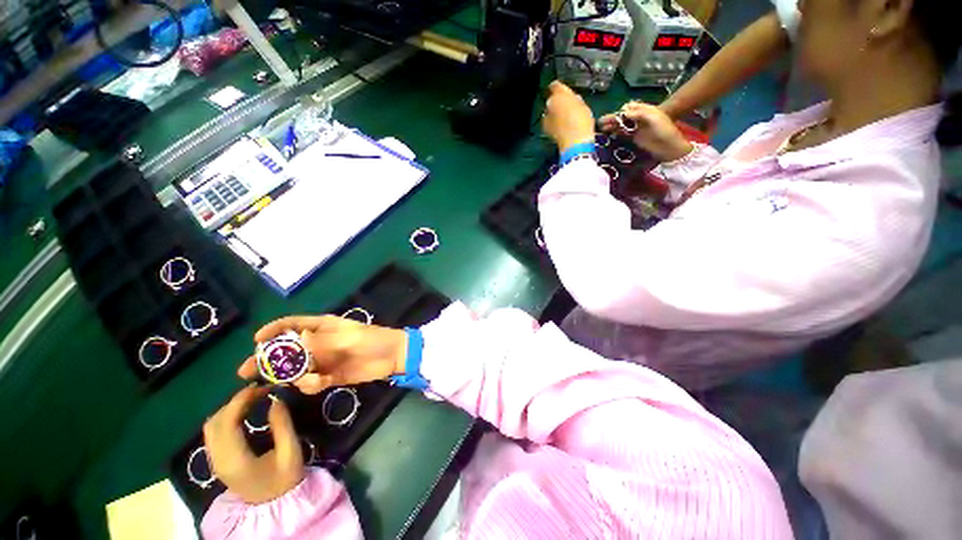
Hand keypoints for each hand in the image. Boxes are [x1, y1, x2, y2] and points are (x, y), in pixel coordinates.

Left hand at [203, 386, 304, 504]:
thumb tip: (276, 400)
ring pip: (211, 426)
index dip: (239, 400)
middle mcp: (218, 459)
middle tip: (259, 391)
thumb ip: (282, 425)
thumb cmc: (285, 478)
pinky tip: (244, 412)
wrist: (274, 504)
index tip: (260, 386)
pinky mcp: (217, 461)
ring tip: (253, 398)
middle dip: (234, 402)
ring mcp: (215, 461)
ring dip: (229, 408)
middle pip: (213, 422)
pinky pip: (214, 433)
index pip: (226, 423)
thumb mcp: (291, 451)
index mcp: (234, 459)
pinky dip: (226, 417)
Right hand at [240, 316, 407, 393]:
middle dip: (267, 360)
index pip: (292, 324)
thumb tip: (297, 340)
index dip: (274, 329)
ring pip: (295, 370)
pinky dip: (310, 385)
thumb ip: (323, 341)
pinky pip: (310, 383)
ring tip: (310, 378)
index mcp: (323, 327)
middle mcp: (318, 344)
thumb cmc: (372, 340)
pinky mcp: (330, 377)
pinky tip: (322, 383)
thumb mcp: (349, 337)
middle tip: (246, 372)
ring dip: (294, 377)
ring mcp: (323, 361)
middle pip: (286, 351)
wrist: (392, 356)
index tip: (256, 340)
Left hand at [542, 81, 595, 151]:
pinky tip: (560, 128)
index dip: (560, 89)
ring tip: (564, 120)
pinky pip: (549, 122)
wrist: (574, 141)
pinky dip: (553, 123)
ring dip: (554, 114)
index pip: (555, 85)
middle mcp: (549, 103)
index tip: (564, 93)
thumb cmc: (582, 120)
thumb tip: (571, 100)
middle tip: (567, 109)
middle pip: (552, 100)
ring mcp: (545, 116)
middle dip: (558, 103)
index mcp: (559, 94)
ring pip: (549, 111)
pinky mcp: (545, 129)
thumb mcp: (583, 105)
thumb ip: (574, 100)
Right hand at [598, 101, 693, 161]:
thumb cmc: (665, 130)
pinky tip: (608, 133)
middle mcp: (639, 118)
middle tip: (601, 122)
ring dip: (612, 125)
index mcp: (645, 110)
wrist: (670, 147)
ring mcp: (636, 128)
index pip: (629, 107)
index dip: (621, 111)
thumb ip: (639, 113)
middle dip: (612, 118)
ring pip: (621, 124)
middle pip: (623, 116)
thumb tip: (623, 112)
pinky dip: (615, 132)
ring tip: (601, 128)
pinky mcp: (635, 137)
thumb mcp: (654, 118)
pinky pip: (623, 132)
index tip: (614, 117)